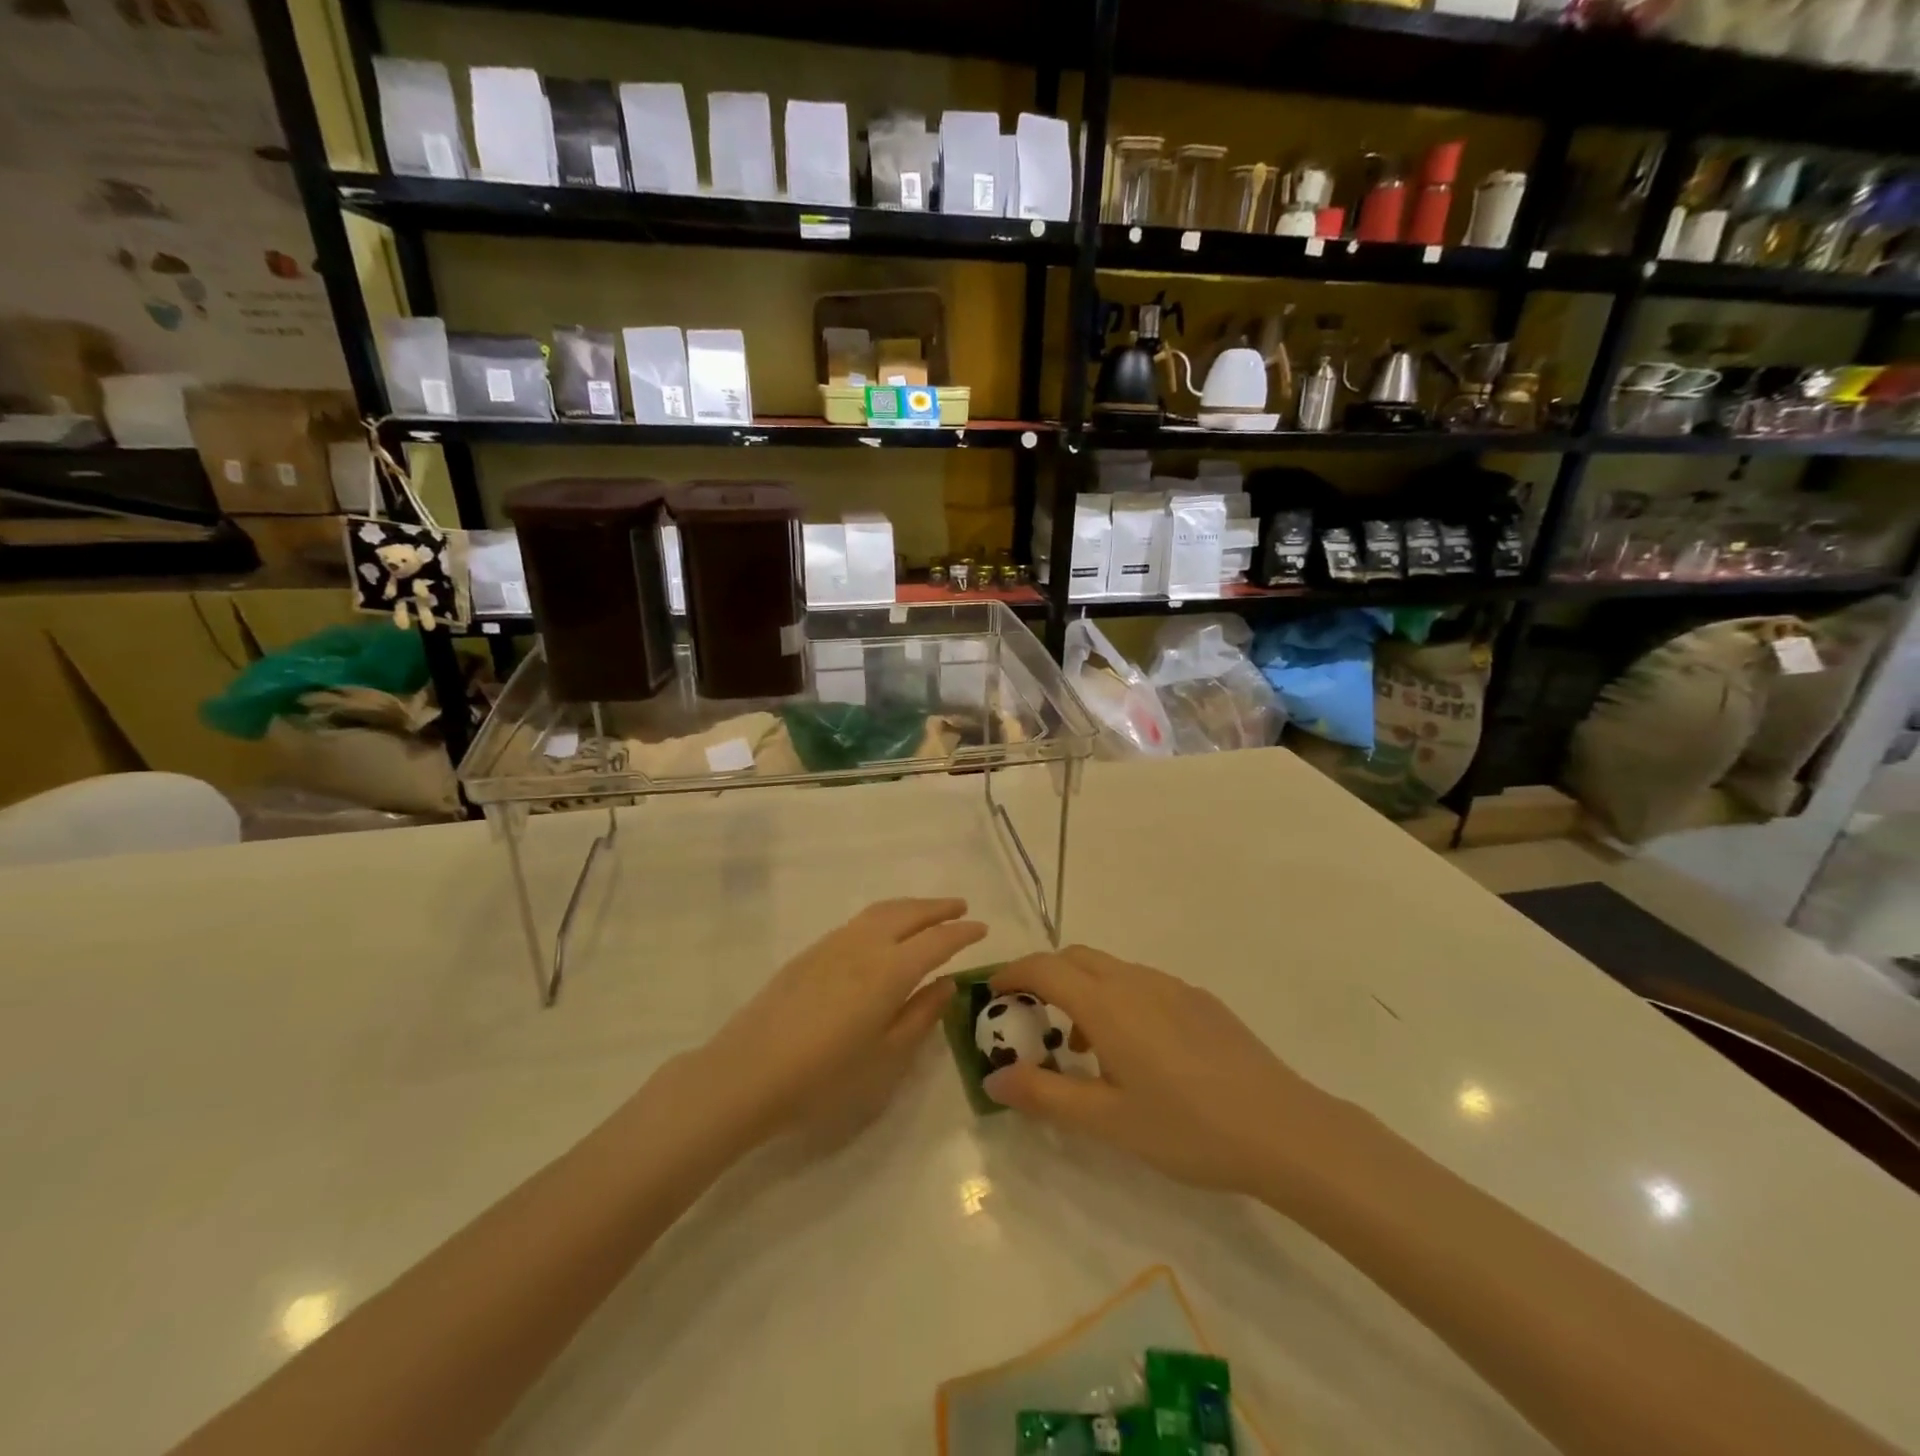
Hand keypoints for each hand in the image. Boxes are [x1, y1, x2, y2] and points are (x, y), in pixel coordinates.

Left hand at [690, 899, 986, 1148]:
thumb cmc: (825, 1076)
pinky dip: (884, 915)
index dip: (962, 933)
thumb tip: (947, 983)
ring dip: (910, 906)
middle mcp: (865, 945)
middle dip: (938, 907)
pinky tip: (883, 931)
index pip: (937, 941)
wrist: (747, 1073)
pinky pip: (859, 921)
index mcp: (890, 970)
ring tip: (927, 912)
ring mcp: (834, 944)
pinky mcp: (811, 952)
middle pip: (909, 913)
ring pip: (881, 911)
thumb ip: (921, 1016)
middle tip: (961, 907)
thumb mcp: (886, 1057)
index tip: (982, 927)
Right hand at [983, 946, 1338, 1201]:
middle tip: (1031, 1019)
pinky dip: (1118, 999)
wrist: (1283, 1129)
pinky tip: (1136, 1052)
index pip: (1044, 968)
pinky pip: (1142, 983)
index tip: (993, 994)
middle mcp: (1136, 981)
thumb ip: (1046, 1095)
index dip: (1012, 974)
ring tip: (1082, 1046)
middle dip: (1045, 976)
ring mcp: (1172, 986)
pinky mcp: (1200, 1000)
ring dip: (1083, 989)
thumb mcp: (1107, 1121)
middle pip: (1075, 957)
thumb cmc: (1187, 1127)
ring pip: (1111, 969)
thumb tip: (994, 1080)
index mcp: (1107, 1004)